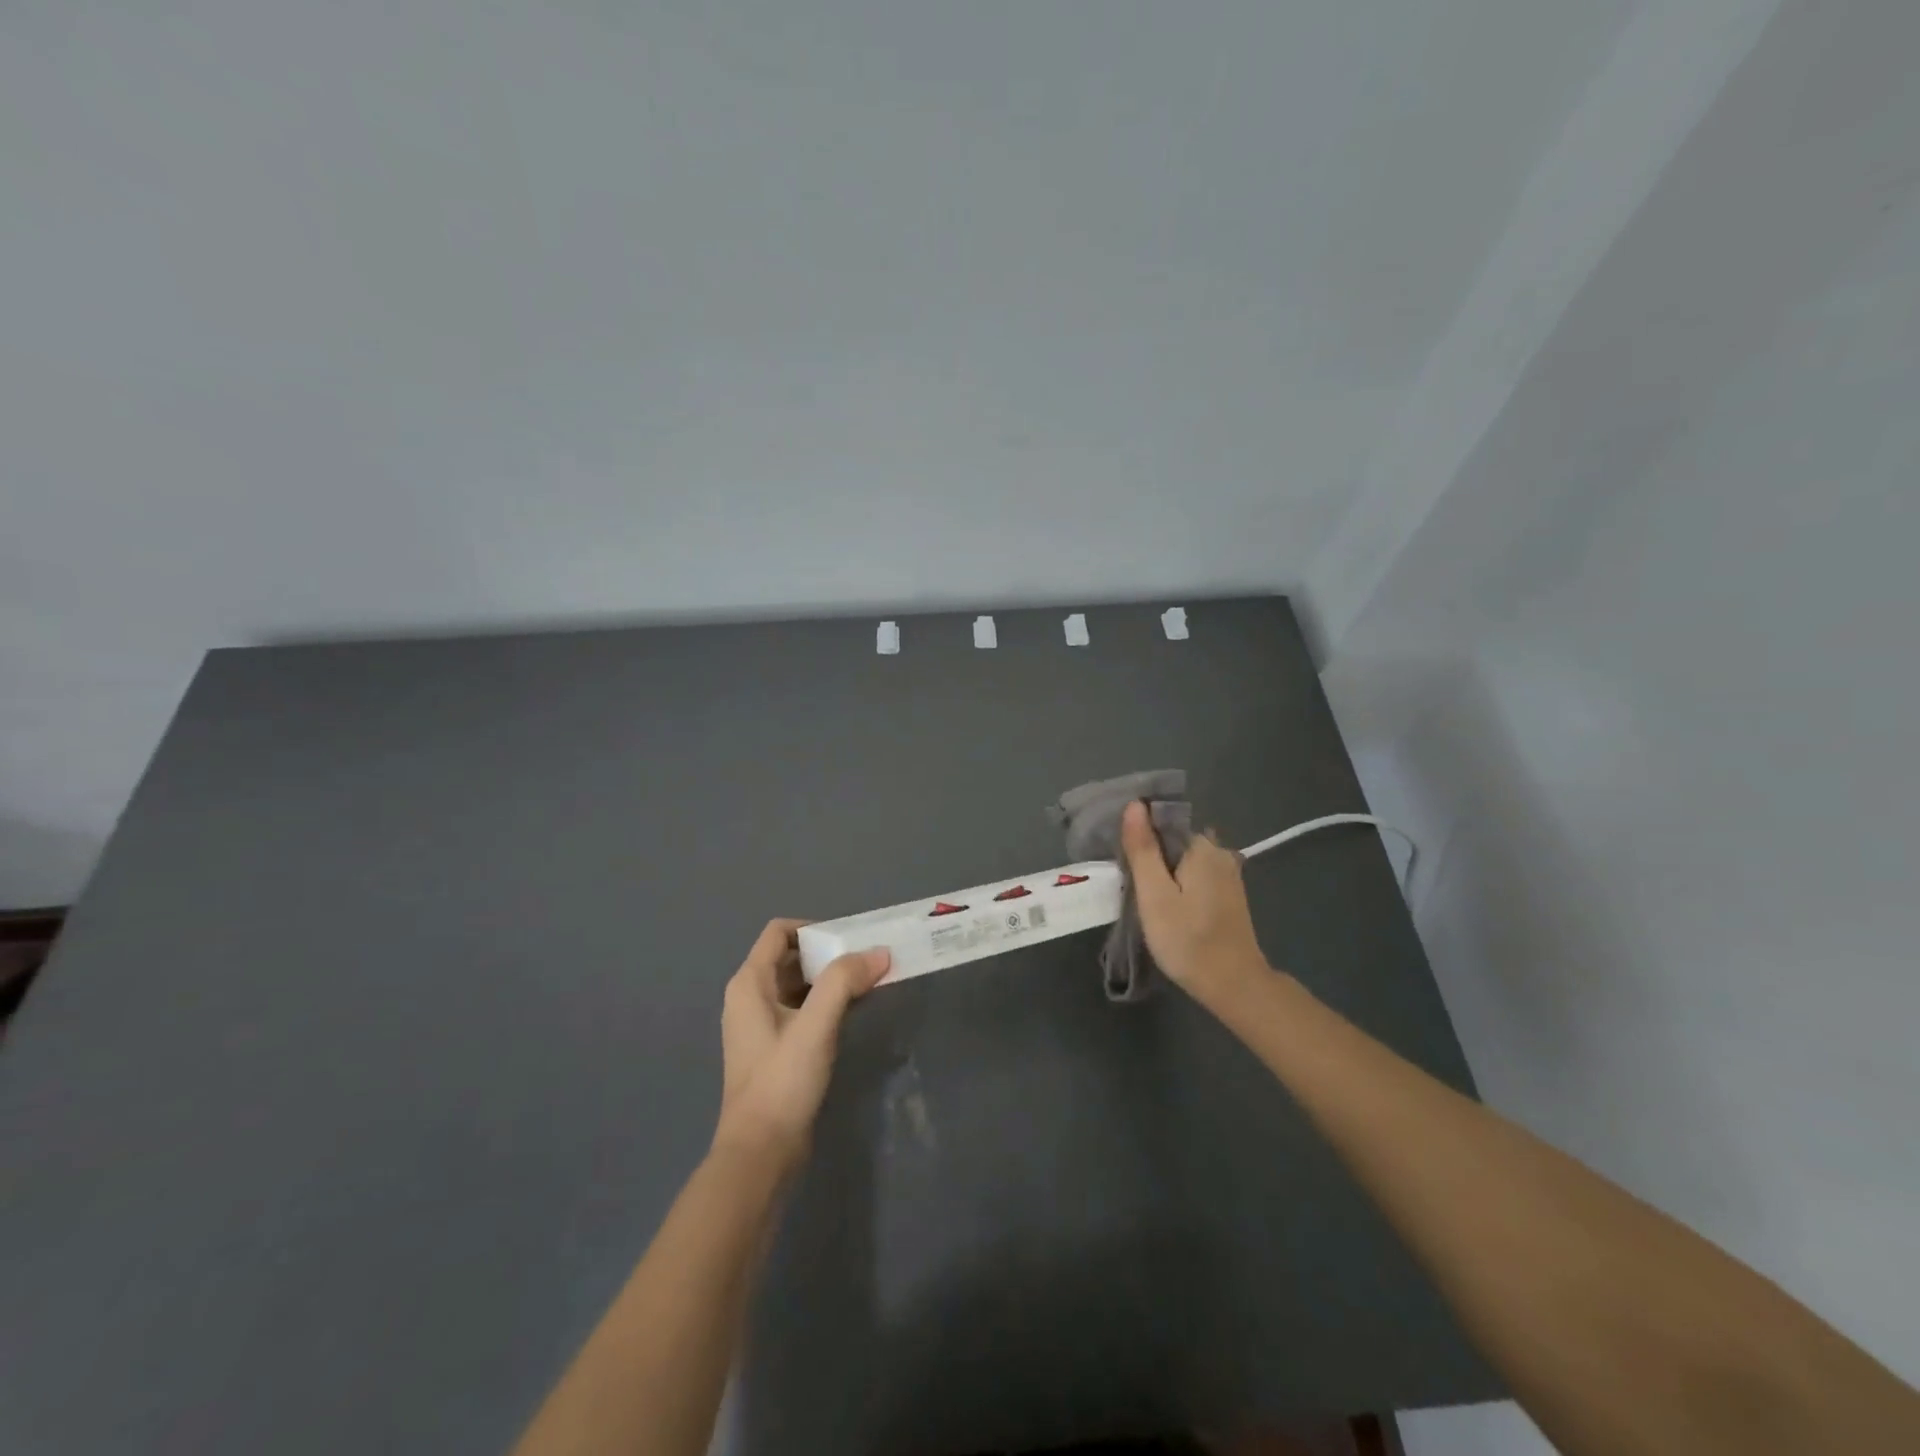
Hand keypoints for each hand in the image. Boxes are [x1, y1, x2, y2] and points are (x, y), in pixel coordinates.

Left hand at [712, 919, 890, 1170]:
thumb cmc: (782, 1081)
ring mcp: (759, 1024)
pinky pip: (800, 1008)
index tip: (851, 941)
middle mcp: (749, 997)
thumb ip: (844, 981)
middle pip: (790, 956)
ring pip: (798, 983)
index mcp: (749, 983)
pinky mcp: (773, 1048)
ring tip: (867, 983)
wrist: (760, 1153)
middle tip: (868, 961)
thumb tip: (879, 952)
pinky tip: (851, 1013)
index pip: (780, 932)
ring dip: (830, 979)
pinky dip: (825, 1002)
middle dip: (829, 953)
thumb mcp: (816, 1025)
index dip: (815, 928)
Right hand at [1120, 800, 1269, 1006]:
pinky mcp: (1230, 895)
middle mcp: (1220, 852)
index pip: (1163, 822)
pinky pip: (1196, 876)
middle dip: (1151, 854)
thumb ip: (1143, 848)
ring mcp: (1229, 874)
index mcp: (1202, 846)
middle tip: (1129, 881)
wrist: (1233, 985)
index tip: (1122, 857)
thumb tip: (1135, 805)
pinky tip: (1168, 905)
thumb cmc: (1187, 939)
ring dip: (1165, 871)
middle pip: (1174, 840)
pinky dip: (1180, 884)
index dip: (1139, 834)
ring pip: (1185, 860)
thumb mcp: (1154, 894)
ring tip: (1144, 894)